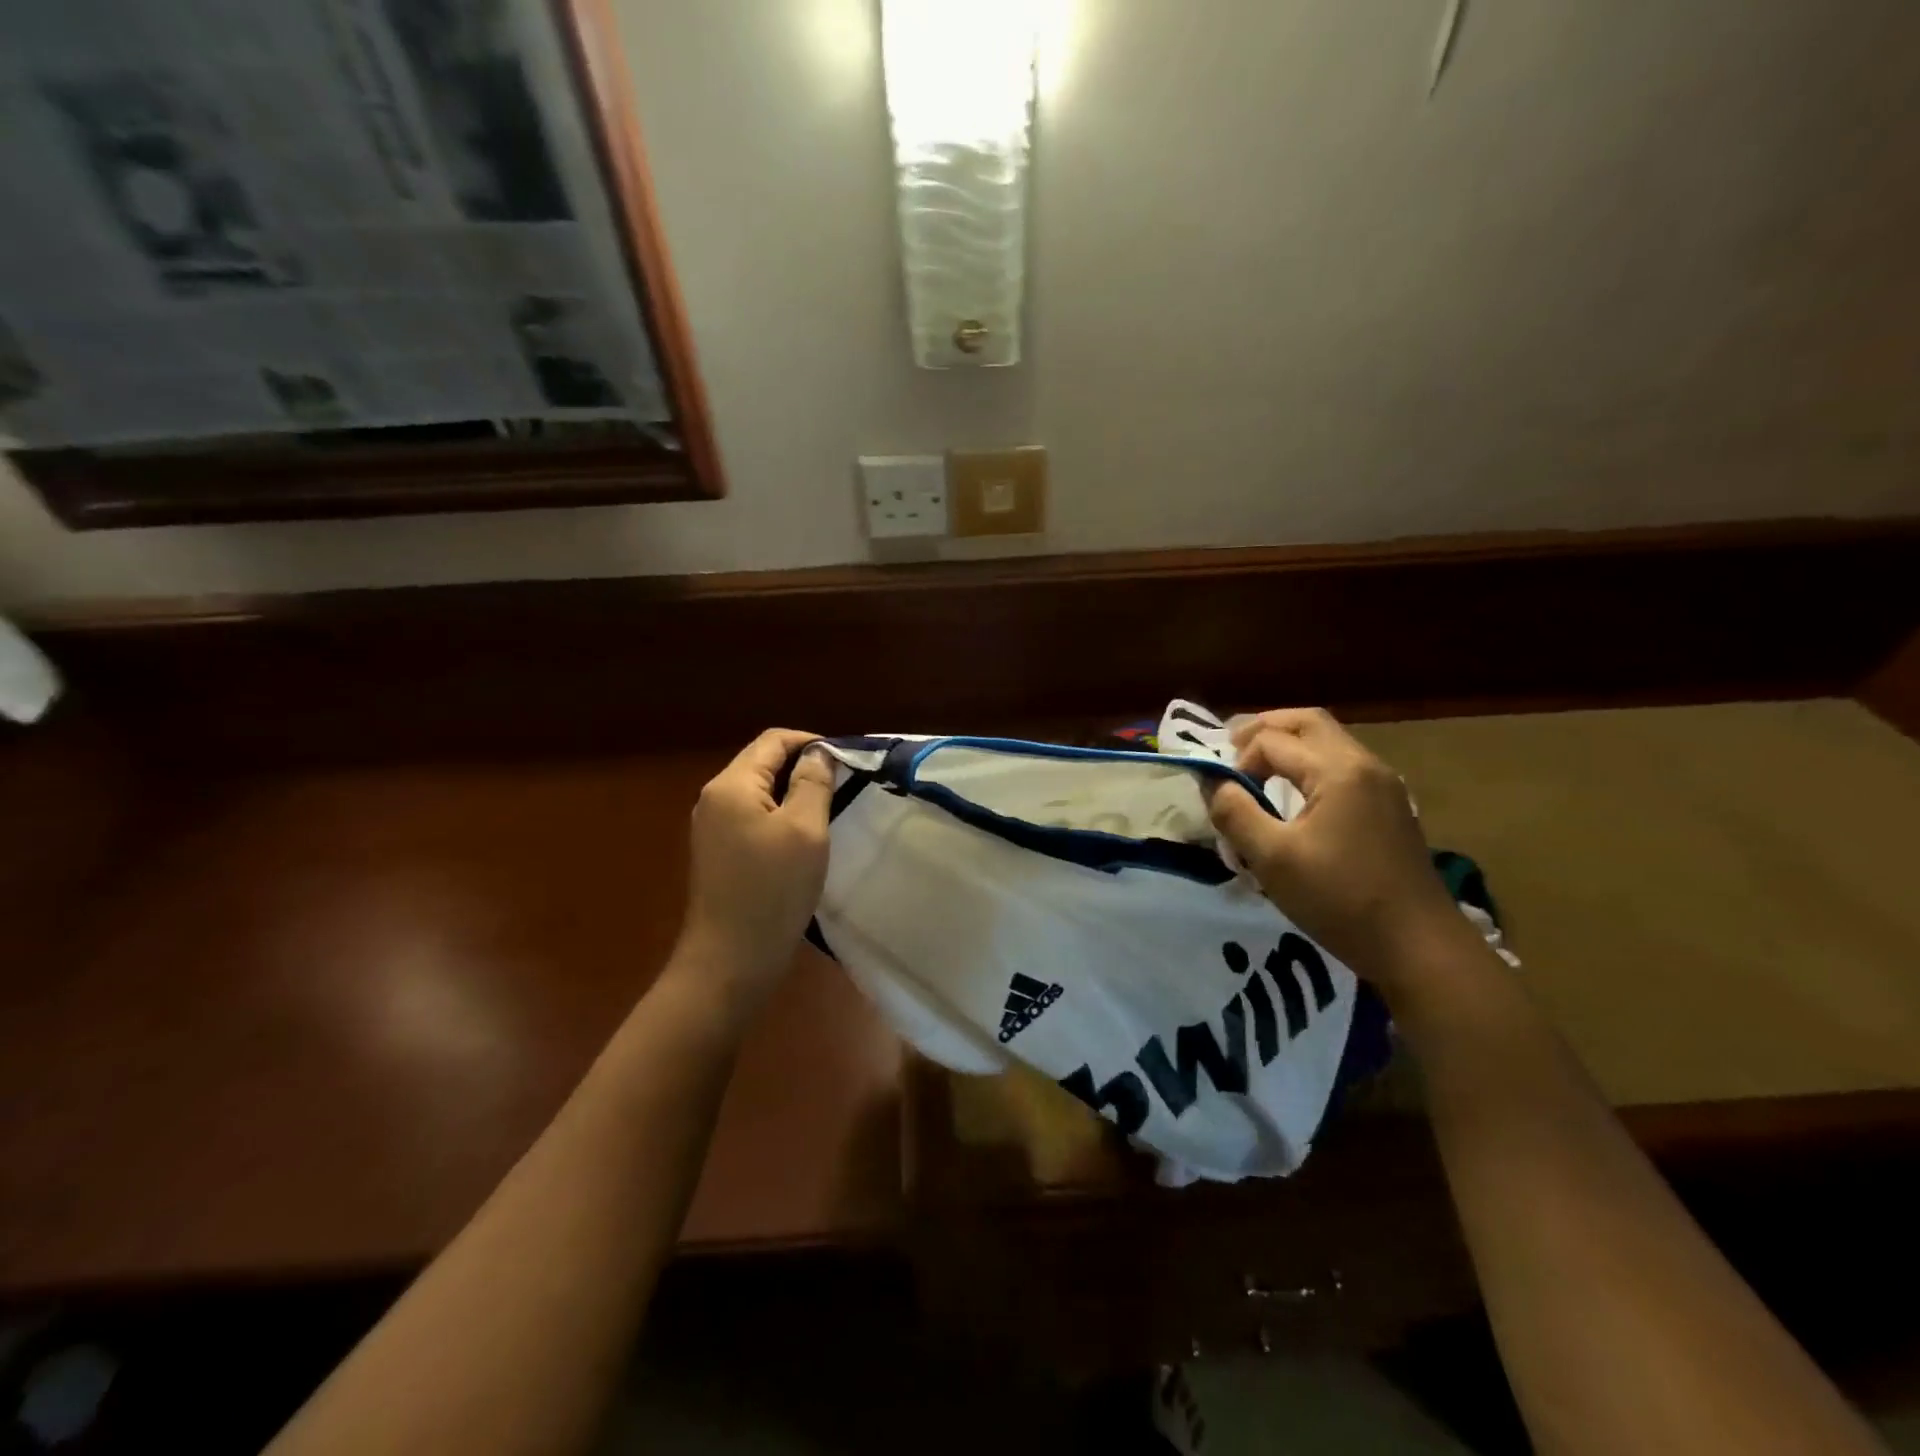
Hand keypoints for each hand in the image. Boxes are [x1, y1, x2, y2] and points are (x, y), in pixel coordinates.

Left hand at [676, 728, 835, 1012]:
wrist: (730, 962)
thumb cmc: (771, 891)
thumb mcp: (805, 830)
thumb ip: (813, 783)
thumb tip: (819, 753)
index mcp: (731, 785)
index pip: (773, 740)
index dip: (811, 742)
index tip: (848, 761)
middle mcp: (715, 798)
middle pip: (763, 763)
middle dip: (804, 767)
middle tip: (845, 786)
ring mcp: (712, 828)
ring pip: (760, 792)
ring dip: (794, 793)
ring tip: (831, 810)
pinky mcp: (719, 853)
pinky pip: (753, 818)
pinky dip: (781, 817)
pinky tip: (804, 839)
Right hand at [1205, 708, 1468, 991]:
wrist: (1418, 947)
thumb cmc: (1340, 899)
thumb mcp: (1272, 859)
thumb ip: (1235, 812)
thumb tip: (1213, 782)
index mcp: (1338, 770)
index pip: (1272, 741)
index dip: (1238, 761)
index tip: (1225, 799)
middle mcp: (1365, 764)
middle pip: (1308, 722)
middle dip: (1264, 728)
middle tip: (1231, 748)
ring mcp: (1383, 785)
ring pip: (1328, 742)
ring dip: (1288, 745)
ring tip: (1255, 769)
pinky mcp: (1389, 807)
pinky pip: (1342, 765)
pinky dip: (1309, 765)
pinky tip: (1292, 795)